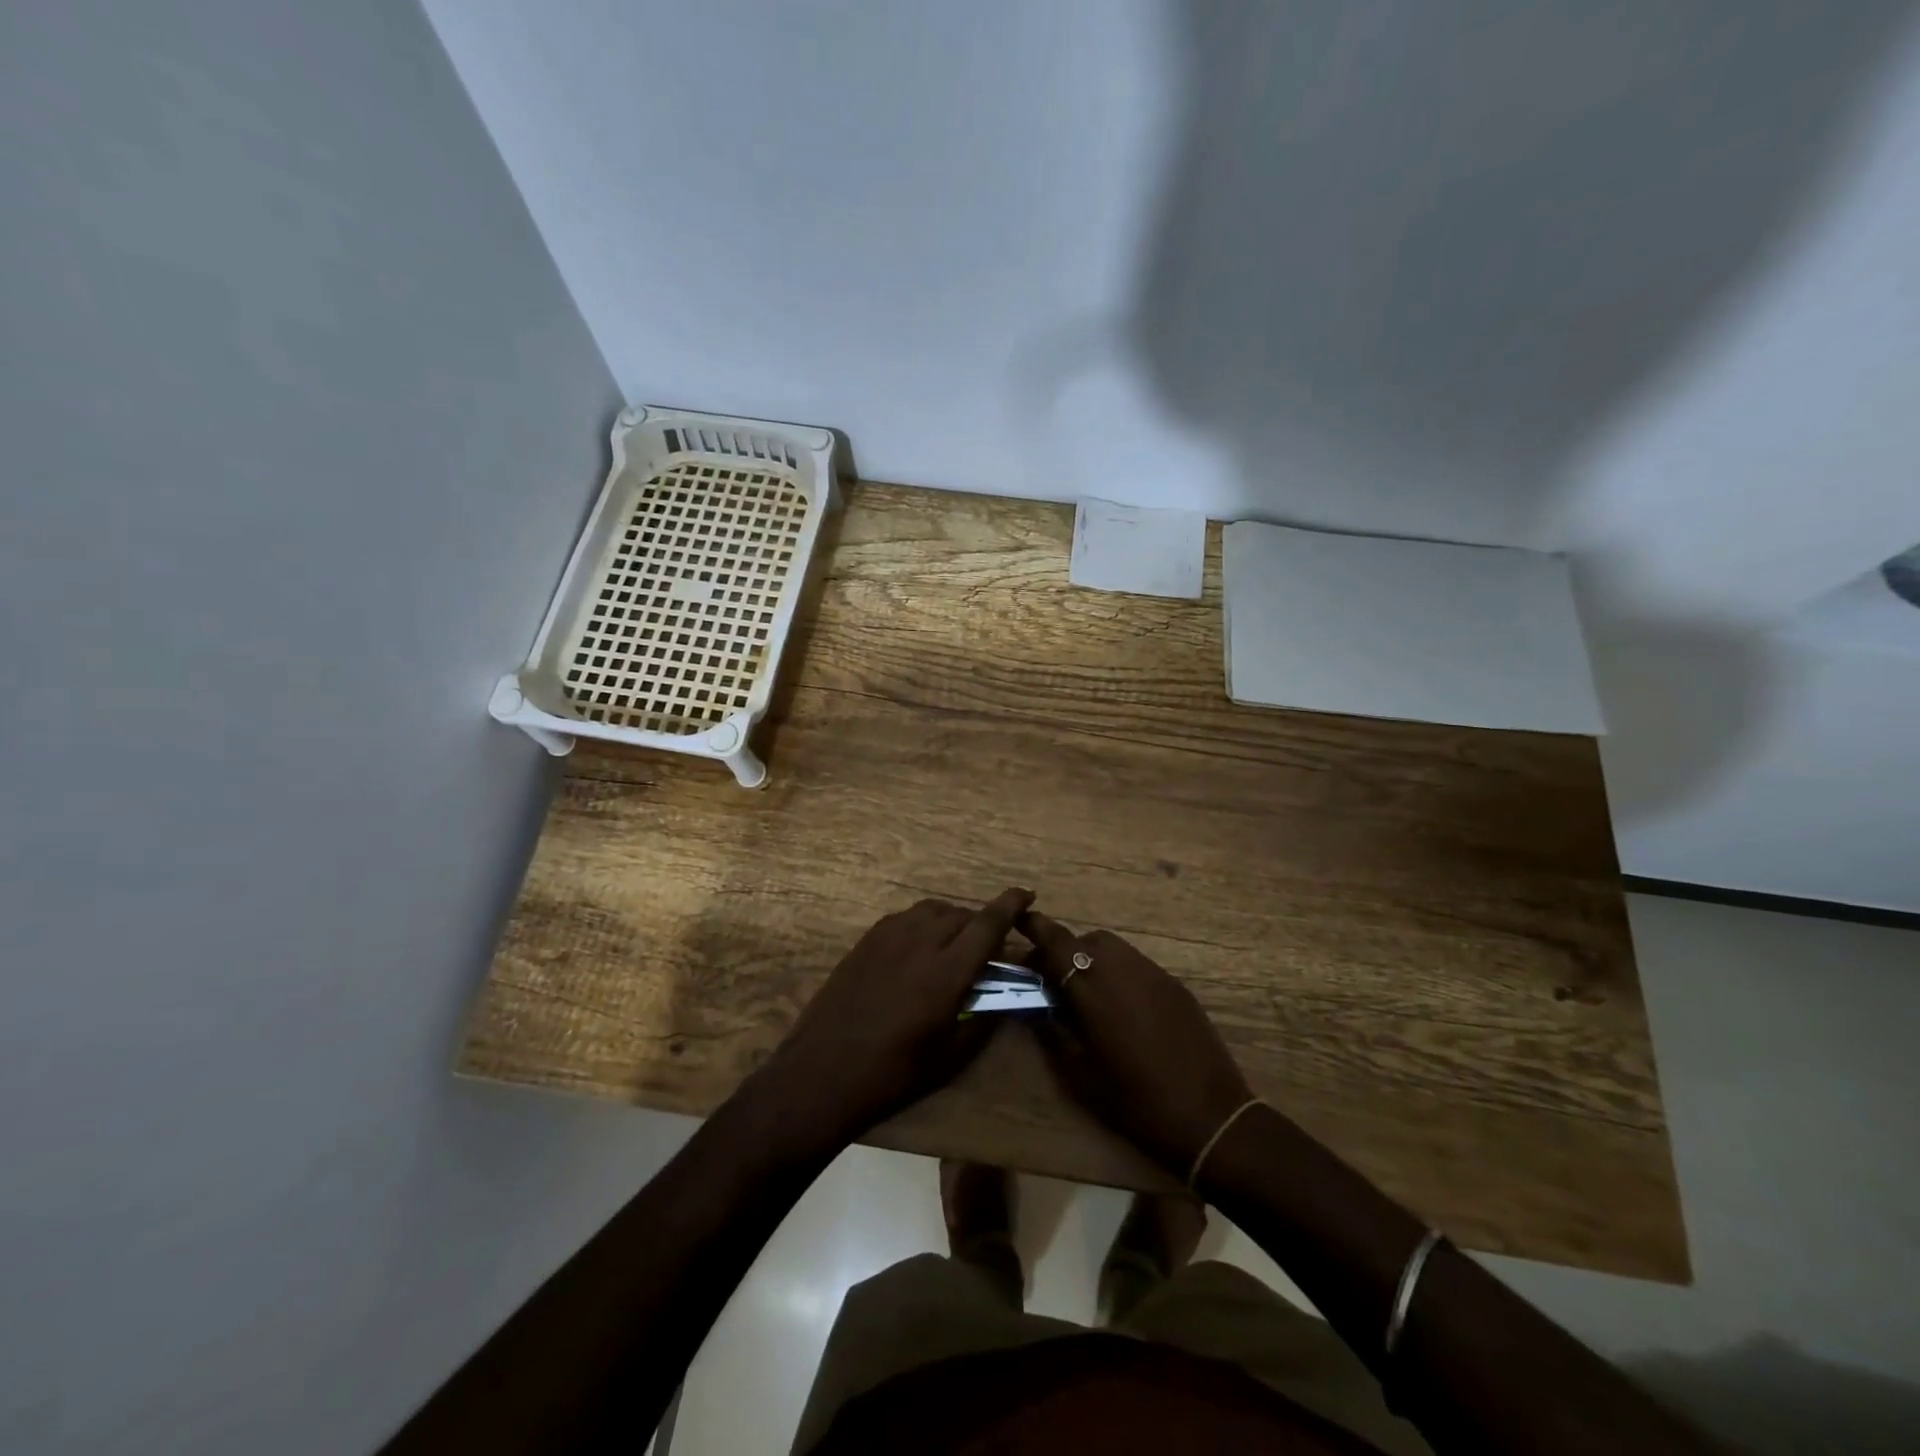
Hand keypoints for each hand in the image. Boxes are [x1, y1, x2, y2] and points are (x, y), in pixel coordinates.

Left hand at [754, 889, 1033, 1153]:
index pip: (988, 924)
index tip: (1027, 894)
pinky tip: (920, 947)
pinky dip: (924, 923)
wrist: (823, 1072)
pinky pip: (906, 917)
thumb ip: (982, 1018)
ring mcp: (889, 937)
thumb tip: (1004, 996)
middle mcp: (920, 943)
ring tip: (954, 944)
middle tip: (987, 948)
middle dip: (982, 923)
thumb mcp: (950, 1056)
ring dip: (952, 920)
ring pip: (932, 910)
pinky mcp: (867, 940)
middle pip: (961, 915)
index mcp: (946, 973)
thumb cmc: (893, 1074)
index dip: (1011, 905)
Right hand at [1022, 910, 1252, 1176]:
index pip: (1058, 943)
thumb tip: (1040, 1006)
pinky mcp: (1176, 986)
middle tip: (1054, 983)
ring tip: (1089, 995)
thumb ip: (1055, 1032)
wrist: (1211, 1118)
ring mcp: (1154, 975)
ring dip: (1093, 960)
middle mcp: (1123, 970)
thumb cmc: (1136, 1103)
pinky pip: (1137, 965)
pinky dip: (1119, 972)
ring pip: (1114, 949)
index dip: (1037, 928)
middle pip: (1086, 941)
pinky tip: (1122, 1008)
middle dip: (1065, 952)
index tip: (1020, 920)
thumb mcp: (1081, 1076)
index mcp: (1094, 991)